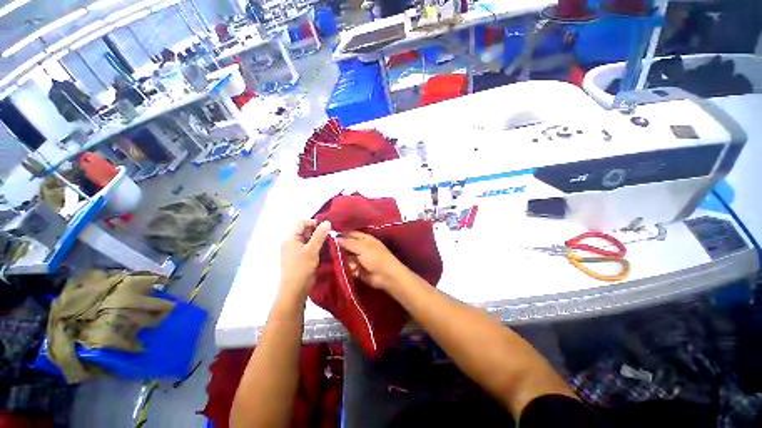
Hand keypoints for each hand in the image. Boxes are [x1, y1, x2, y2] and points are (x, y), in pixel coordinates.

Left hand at [280, 220, 331, 301]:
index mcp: (290, 238)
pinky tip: (326, 249)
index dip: (314, 222)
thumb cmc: (301, 268)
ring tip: (330, 243)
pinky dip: (318, 246)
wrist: (294, 290)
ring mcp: (296, 250)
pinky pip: (310, 247)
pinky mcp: (301, 257)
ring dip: (319, 239)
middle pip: (306, 230)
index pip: (302, 222)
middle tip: (330, 236)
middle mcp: (292, 242)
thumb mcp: (312, 250)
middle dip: (318, 231)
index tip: (327, 228)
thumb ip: (319, 235)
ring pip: (309, 239)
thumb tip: (327, 222)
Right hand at [338, 231, 407, 289]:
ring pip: (347, 258)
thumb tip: (335, 237)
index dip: (341, 235)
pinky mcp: (358, 269)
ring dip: (346, 261)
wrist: (385, 276)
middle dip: (341, 250)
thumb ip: (348, 242)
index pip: (350, 234)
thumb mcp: (362, 247)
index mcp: (364, 239)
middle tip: (331, 252)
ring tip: (352, 264)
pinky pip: (349, 267)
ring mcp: (360, 259)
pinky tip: (354, 270)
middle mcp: (361, 247)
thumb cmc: (375, 257)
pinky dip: (350, 269)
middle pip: (347, 246)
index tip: (329, 237)